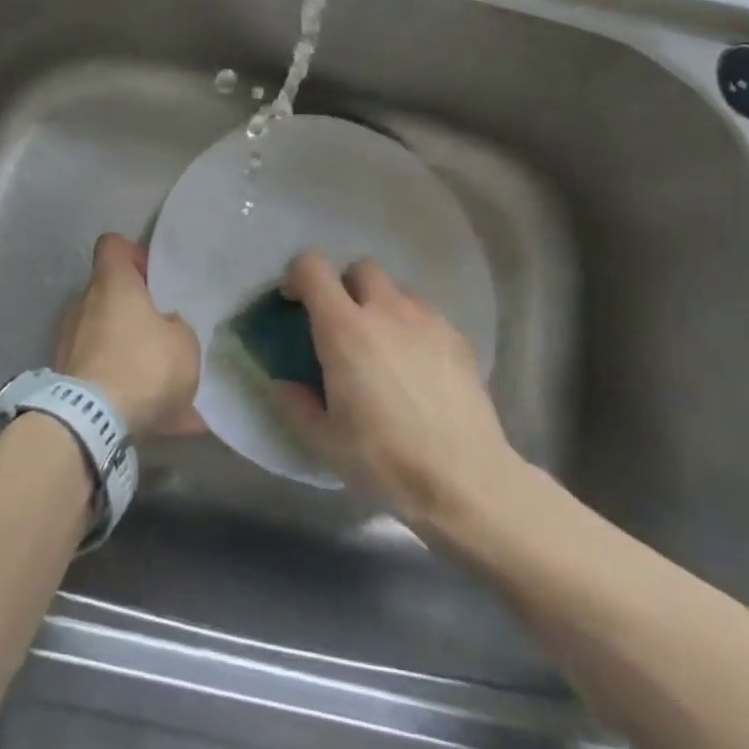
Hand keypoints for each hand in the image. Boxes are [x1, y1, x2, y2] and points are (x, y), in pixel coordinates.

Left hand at [55, 234, 204, 439]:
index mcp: (112, 283)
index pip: (113, 245)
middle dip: (134, 313)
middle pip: (108, 295)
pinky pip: (100, 376)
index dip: (134, 255)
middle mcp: (83, 304)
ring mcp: (67, 342)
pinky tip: (156, 421)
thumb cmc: (143, 365)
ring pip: (105, 339)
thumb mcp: (184, 342)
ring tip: (165, 390)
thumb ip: (175, 326)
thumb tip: (164, 326)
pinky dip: (123, 391)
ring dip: (129, 355)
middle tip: (162, 336)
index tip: (153, 278)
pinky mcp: (62, 378)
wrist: (90, 423)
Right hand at [278, 252, 523, 536]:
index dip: (297, 274)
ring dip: (382, 305)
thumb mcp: (324, 441)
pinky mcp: (458, 338)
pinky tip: (417, 367)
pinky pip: (427, 315)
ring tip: (383, 347)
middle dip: (346, 286)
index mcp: (344, 329)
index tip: (293, 302)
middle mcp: (385, 310)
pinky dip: (413, 328)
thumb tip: (283, 384)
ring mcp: (427, 320)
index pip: (313, 267)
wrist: (466, 480)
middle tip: (342, 325)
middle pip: (361, 268)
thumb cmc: (385, 459)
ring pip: (398, 290)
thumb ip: (296, 405)